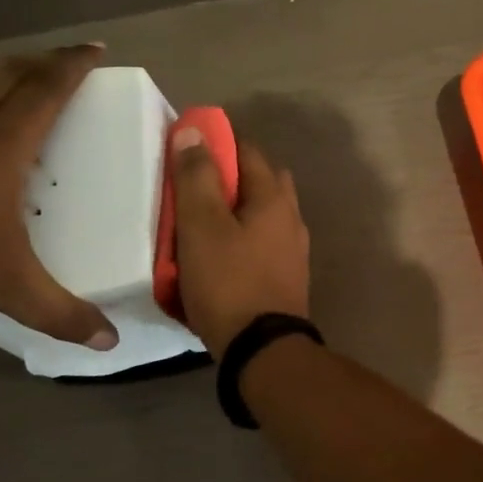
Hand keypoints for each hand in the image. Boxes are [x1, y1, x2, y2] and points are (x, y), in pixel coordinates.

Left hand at [0, 45, 117, 348]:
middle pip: (10, 72)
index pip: (48, 87)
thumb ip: (60, 311)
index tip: (95, 48)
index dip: (74, 64)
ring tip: (12, 83)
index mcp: (3, 138)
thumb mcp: (7, 283)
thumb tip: (109, 343)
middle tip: (61, 62)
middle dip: (41, 62)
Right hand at [169, 129, 310, 357]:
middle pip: (261, 182)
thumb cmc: (229, 282)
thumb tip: (194, 132)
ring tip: (200, 224)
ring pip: (262, 215)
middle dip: (230, 177)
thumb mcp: (202, 226)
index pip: (248, 151)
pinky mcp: (286, 277)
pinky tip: (219, 255)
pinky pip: (261, 243)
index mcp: (273, 198)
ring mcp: (293, 249)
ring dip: (235, 211)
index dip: (218, 143)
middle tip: (194, 188)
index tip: (188, 148)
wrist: (263, 350)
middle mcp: (291, 218)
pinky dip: (241, 239)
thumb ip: (196, 177)